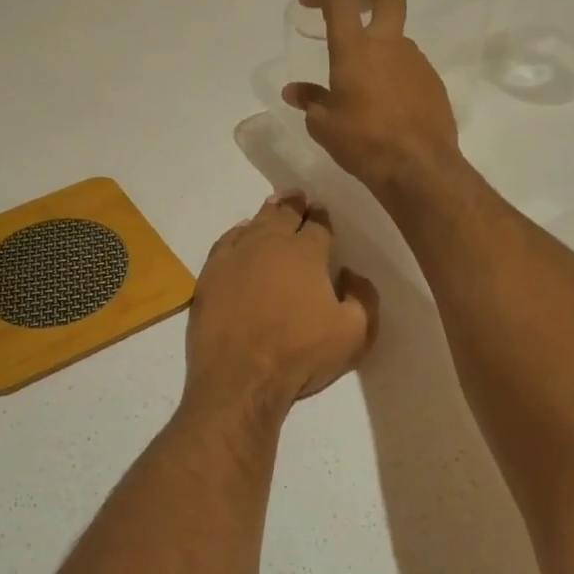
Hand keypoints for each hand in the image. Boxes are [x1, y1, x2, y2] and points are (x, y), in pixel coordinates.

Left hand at [185, 193, 377, 409]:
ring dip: (267, 213)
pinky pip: (227, 242)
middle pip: (284, 214)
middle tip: (299, 196)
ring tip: (274, 206)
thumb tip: (350, 274)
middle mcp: (269, 244)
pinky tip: (241, 234)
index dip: (322, 217)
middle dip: (294, 204)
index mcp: (306, 253)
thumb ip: (363, 298)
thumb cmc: (300, 355)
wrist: (239, 378)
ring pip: (254, 224)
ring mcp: (235, 257)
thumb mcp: (355, 334)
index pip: (318, 225)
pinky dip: (238, 233)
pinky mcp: (210, 275)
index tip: (322, 212)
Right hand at [282, 0, 462, 197]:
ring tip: (364, 81)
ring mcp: (416, 61)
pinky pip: (409, 67)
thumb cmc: (363, 142)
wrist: (419, 167)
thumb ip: (310, 101)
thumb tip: (294, 91)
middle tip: (357, 6)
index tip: (309, 2)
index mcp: (354, 49)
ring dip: (380, 46)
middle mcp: (388, 45)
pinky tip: (385, 104)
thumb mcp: (324, 126)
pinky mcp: (433, 81)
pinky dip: (395, 74)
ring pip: (397, 38)